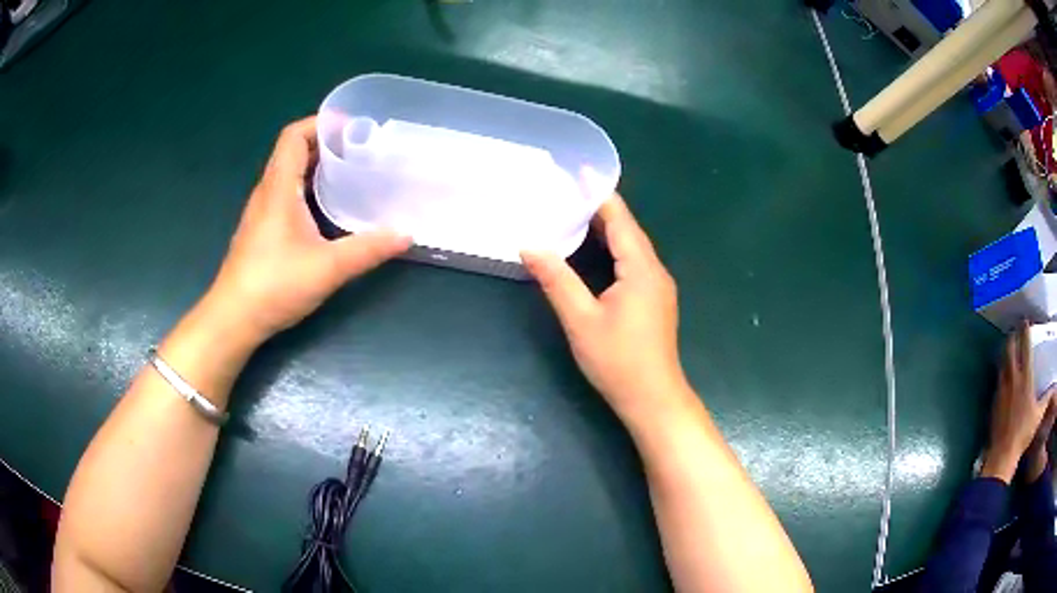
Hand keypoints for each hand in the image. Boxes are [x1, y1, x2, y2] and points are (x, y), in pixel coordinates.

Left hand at [205, 117, 410, 341]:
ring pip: (288, 173)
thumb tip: (406, 234)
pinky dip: (307, 187)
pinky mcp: (261, 230)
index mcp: (279, 188)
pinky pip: (285, 193)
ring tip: (350, 171)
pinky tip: (327, 207)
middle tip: (360, 149)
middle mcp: (267, 192)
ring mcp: (261, 212)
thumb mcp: (327, 268)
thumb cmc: (274, 285)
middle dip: (325, 143)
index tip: (351, 127)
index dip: (320, 123)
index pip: (293, 136)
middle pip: (292, 151)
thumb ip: (367, 249)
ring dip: (315, 166)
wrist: (234, 319)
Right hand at [521, 193, 690, 424]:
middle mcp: (655, 271)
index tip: (582, 171)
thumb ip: (556, 280)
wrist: (652, 399)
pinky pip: (634, 263)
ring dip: (608, 228)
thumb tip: (530, 245)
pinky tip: (596, 250)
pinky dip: (614, 249)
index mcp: (641, 269)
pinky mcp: (654, 301)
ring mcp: (658, 287)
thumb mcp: (581, 320)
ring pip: (632, 247)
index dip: (600, 194)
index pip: (620, 220)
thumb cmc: (618, 361)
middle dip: (602, 209)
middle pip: (628, 231)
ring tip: (578, 212)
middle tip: (571, 189)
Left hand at [982, 322, 1055, 482]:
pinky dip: (1000, 370)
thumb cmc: (1023, 433)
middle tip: (1014, 330)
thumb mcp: (1038, 415)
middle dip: (1012, 337)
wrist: (1003, 453)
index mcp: (1025, 379)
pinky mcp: (994, 401)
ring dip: (1005, 352)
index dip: (1025, 332)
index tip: (1025, 320)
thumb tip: (1053, 388)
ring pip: (1001, 362)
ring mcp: (1001, 389)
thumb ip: (1047, 398)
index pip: (1026, 348)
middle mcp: (1012, 379)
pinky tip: (1002, 372)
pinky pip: (997, 379)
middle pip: (1010, 349)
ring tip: (1007, 346)